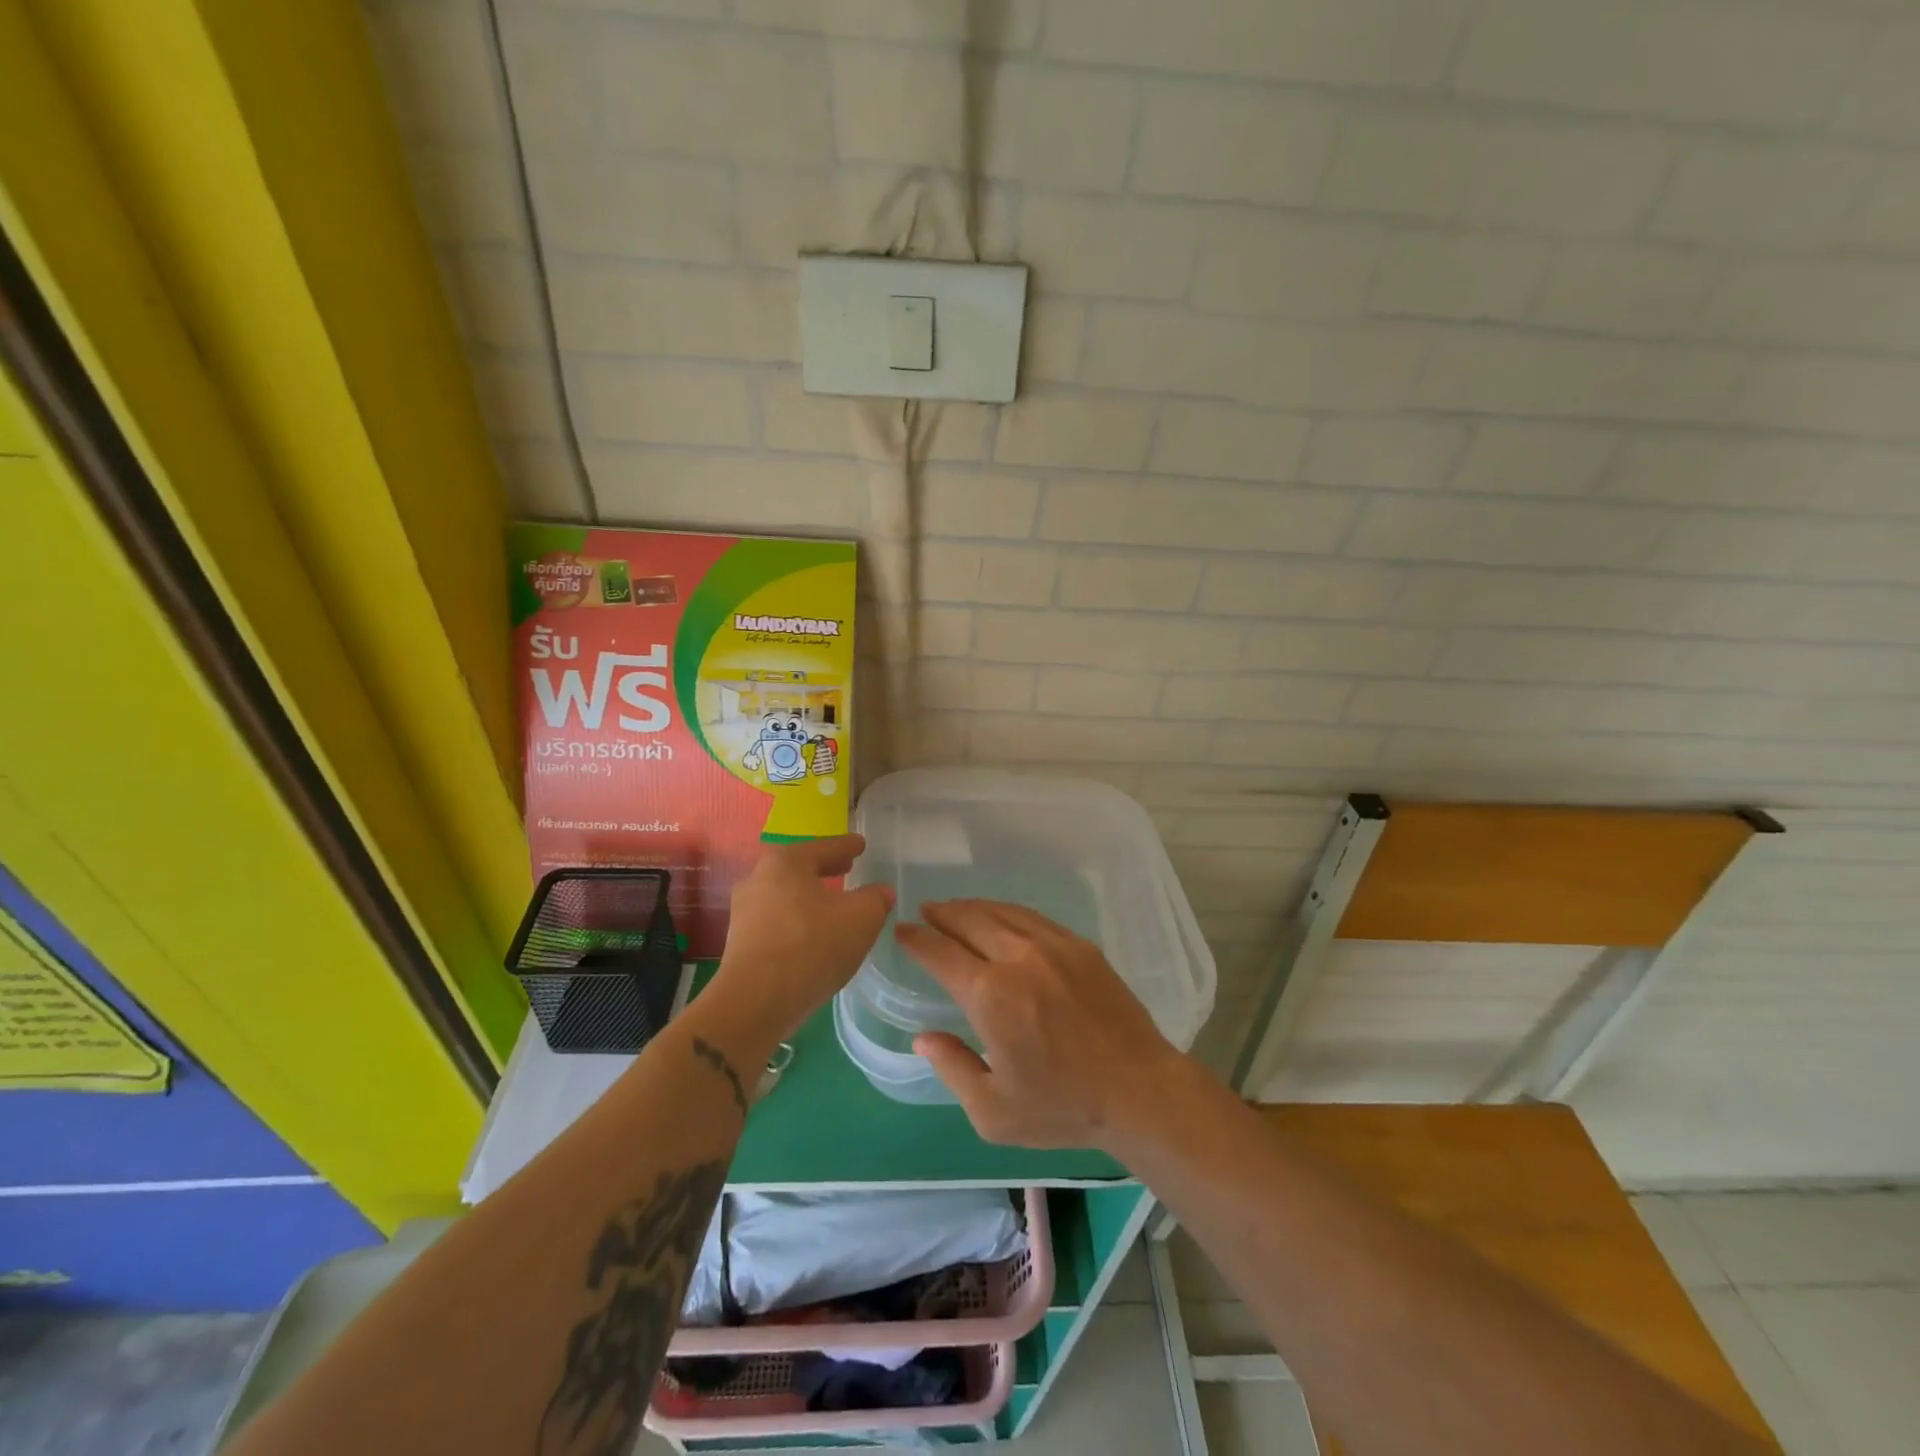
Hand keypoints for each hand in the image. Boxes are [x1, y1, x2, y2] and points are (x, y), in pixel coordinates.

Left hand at [712, 835, 893, 1041]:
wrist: (756, 1002)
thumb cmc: (812, 945)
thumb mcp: (861, 918)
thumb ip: (875, 899)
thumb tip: (881, 892)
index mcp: (786, 862)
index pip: (825, 847)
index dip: (847, 846)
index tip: (860, 844)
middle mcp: (758, 879)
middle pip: (800, 869)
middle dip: (825, 870)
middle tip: (847, 868)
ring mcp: (744, 913)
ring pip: (786, 896)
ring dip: (809, 899)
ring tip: (832, 906)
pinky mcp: (740, 944)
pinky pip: (777, 923)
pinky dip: (797, 923)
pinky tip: (813, 937)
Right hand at [896, 899, 1186, 1150]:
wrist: (1139, 1090)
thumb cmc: (1062, 1107)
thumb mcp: (993, 1111)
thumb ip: (952, 1068)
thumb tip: (922, 1037)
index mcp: (990, 995)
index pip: (940, 952)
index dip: (916, 939)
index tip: (901, 932)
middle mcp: (1018, 958)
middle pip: (969, 920)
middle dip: (942, 913)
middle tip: (925, 912)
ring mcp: (1053, 946)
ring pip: (1001, 912)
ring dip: (972, 907)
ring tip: (956, 909)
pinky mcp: (1080, 946)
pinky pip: (1033, 917)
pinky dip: (1007, 912)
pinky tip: (1001, 918)